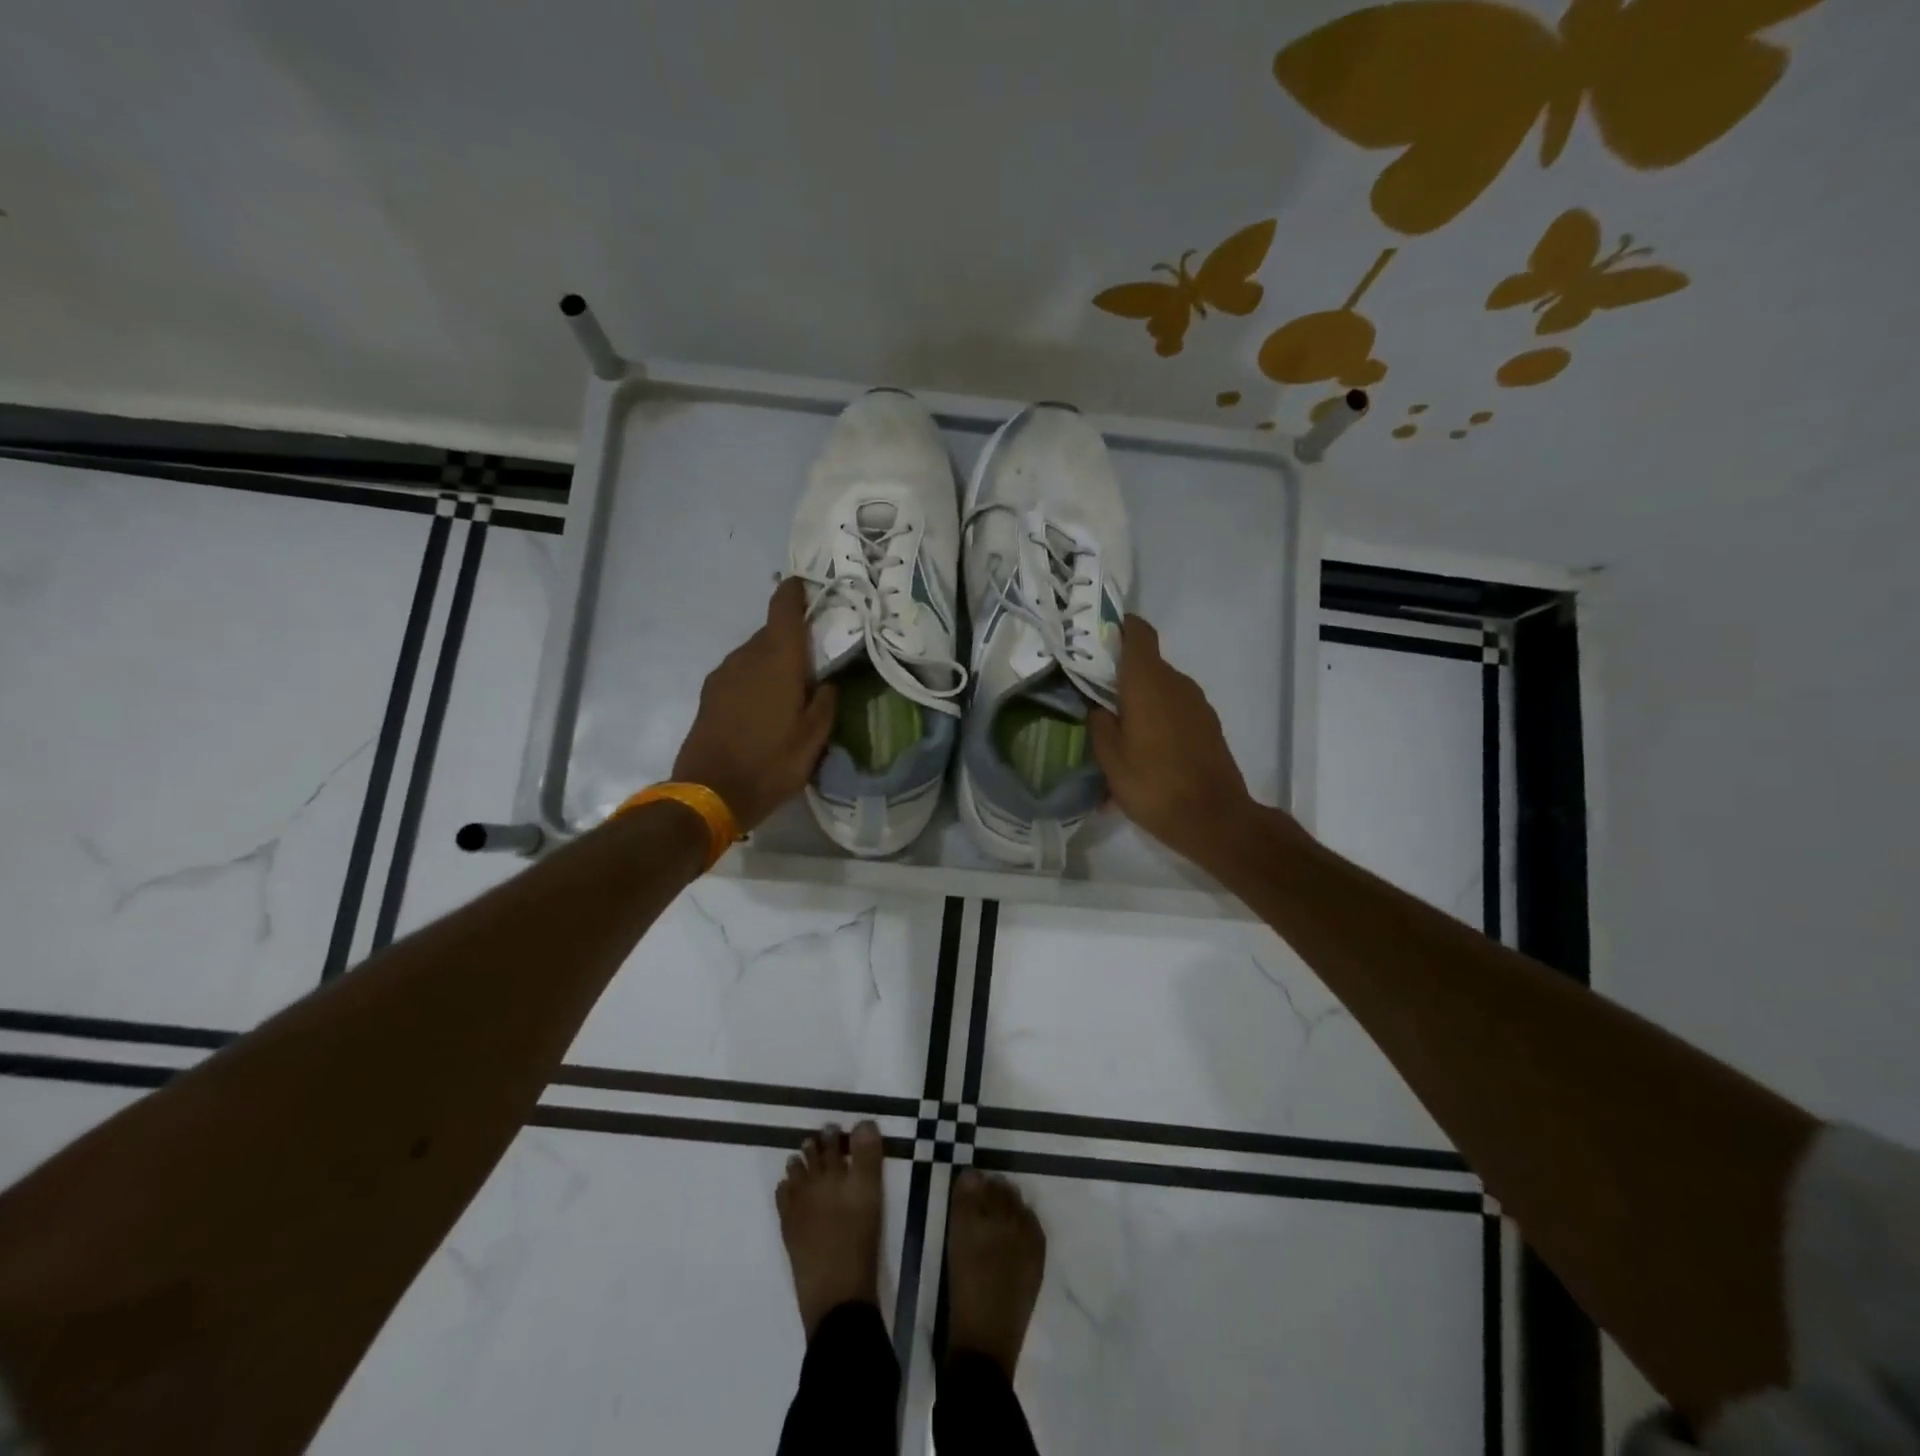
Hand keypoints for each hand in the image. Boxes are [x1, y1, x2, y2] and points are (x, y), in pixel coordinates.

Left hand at [672, 577, 836, 831]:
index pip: (784, 608)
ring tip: (794, 685)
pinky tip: (767, 704)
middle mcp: (747, 657)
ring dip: (774, 660)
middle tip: (817, 655)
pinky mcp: (710, 694)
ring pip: (755, 653)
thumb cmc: (770, 764)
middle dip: (794, 636)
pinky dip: (757, 676)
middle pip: (771, 632)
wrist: (709, 793)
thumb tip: (828, 683)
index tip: (810, 586)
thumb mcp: (813, 739)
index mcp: (777, 660)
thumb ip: (825, 703)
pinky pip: (741, 672)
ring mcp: (723, 674)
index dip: (796, 592)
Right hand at [1088, 615, 1268, 868]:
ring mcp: (1197, 705)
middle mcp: (1176, 684)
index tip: (1096, 638)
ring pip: (1160, 691)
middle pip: (1146, 664)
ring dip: (1138, 704)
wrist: (1214, 819)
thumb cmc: (1154, 784)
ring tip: (1115, 735)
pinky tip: (1141, 756)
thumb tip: (1098, 707)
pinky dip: (1156, 723)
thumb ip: (1099, 724)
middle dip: (1120, 676)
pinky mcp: (1208, 726)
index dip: (1119, 627)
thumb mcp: (1110, 758)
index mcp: (1148, 682)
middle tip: (1092, 696)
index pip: (1138, 633)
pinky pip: (1174, 712)